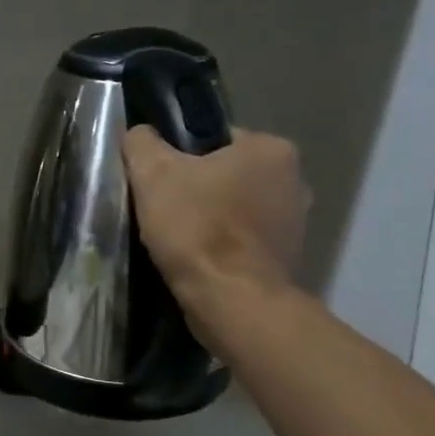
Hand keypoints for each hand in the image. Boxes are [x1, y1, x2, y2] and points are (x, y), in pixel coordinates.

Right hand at [123, 125, 308, 330]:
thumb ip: (142, 143)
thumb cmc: (197, 228)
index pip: (215, 138)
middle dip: (198, 189)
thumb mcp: (153, 174)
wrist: (231, 301)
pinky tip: (198, 258)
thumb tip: (139, 135)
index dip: (180, 156)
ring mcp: (295, 222)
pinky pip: (244, 240)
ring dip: (211, 219)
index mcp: (271, 149)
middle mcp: (294, 179)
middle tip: (164, 209)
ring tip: (177, 237)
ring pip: (236, 208)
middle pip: (228, 174)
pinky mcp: (287, 258)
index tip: (159, 180)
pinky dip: (223, 246)